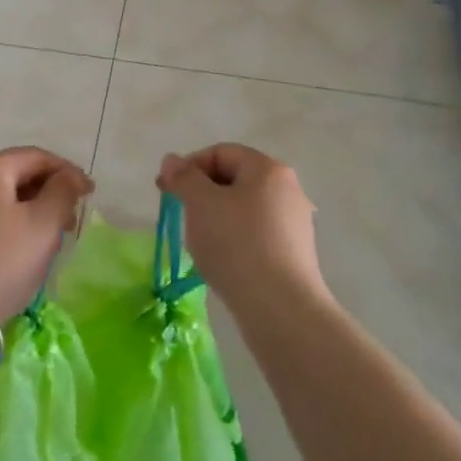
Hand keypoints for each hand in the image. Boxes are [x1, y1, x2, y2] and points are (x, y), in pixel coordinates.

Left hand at [0, 147, 92, 321]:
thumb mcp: (43, 226)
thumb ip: (63, 192)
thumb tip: (68, 177)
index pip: (37, 157)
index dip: (68, 172)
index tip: (89, 195)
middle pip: (14, 172)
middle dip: (47, 192)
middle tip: (69, 221)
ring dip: (25, 208)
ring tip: (45, 237)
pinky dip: (2, 220)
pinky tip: (13, 245)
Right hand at [157, 144, 326, 312]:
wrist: (280, 308)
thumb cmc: (237, 245)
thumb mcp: (201, 204)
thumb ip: (184, 177)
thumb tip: (172, 160)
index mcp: (268, 169)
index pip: (221, 152)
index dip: (189, 166)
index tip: (166, 190)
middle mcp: (288, 189)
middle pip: (235, 178)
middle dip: (202, 192)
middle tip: (180, 214)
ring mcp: (294, 222)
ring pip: (244, 208)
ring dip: (216, 217)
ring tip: (199, 241)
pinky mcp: (294, 252)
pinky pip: (256, 233)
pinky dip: (234, 238)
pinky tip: (222, 261)